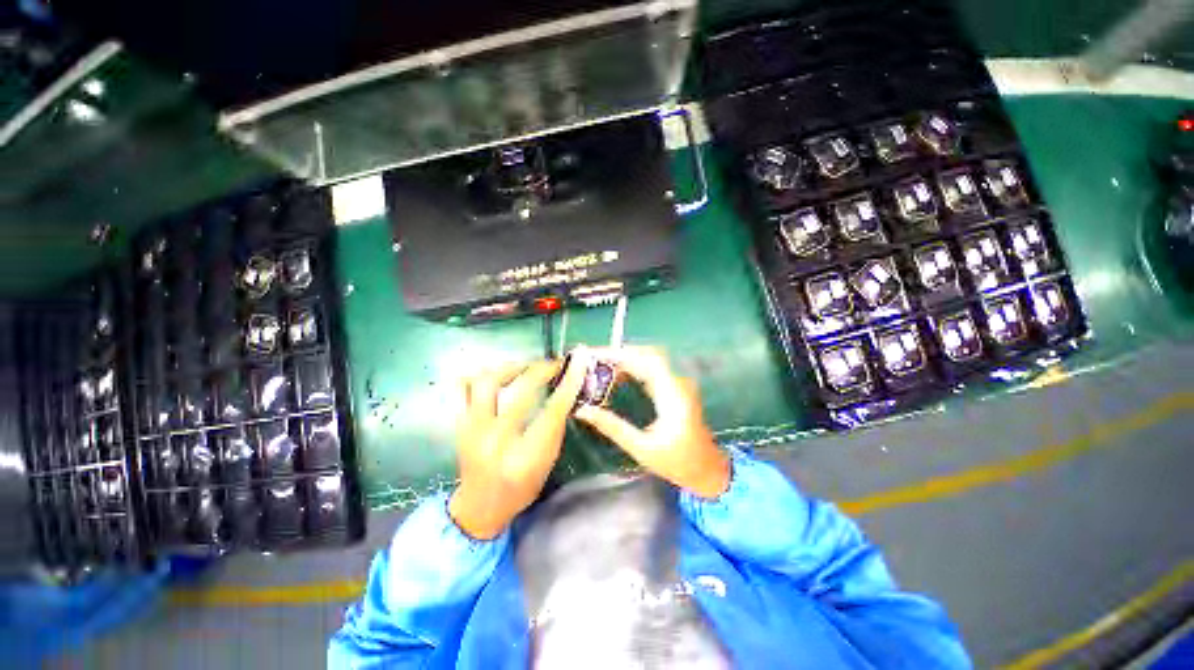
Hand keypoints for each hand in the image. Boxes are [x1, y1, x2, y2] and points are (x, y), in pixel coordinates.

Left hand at [448, 353, 589, 539]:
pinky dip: (480, 376)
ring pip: (487, 382)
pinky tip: (497, 375)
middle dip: (542, 370)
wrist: (479, 507)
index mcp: (524, 457)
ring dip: (511, 368)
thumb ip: (555, 427)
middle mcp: (496, 441)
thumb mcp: (547, 463)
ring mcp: (473, 430)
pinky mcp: (460, 424)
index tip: (578, 364)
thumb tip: (565, 391)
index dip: (568, 384)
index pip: (552, 412)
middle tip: (553, 364)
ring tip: (526, 367)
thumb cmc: (520, 489)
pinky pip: (463, 389)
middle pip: (521, 391)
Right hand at [574, 347, 729, 498]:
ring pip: (649, 360)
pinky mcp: (674, 389)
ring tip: (600, 366)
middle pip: (647, 355)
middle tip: (593, 360)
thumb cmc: (677, 463)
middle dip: (619, 354)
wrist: (708, 471)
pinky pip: (652, 370)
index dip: (620, 354)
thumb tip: (583, 411)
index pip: (646, 360)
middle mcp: (677, 383)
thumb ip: (612, 427)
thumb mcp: (641, 449)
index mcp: (672, 395)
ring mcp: (677, 385)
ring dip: (626, 360)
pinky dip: (633, 368)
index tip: (596, 355)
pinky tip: (617, 376)